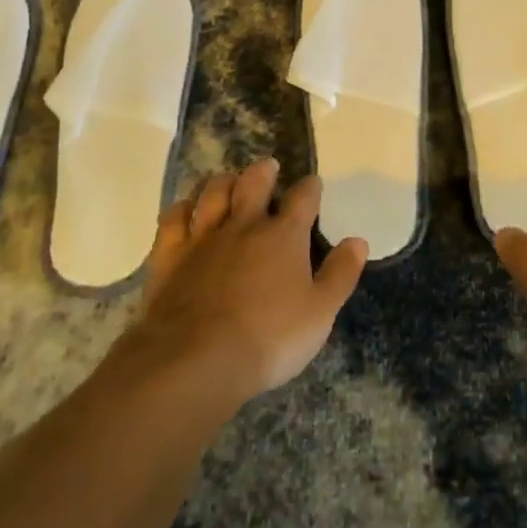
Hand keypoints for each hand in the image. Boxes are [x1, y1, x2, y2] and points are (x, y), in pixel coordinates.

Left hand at [132, 159, 368, 402]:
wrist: (195, 360)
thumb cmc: (269, 338)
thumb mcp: (320, 313)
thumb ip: (340, 274)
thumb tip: (358, 241)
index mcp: (285, 236)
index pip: (303, 199)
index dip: (310, 187)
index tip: (313, 183)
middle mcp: (244, 225)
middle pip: (253, 183)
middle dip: (263, 172)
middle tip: (267, 167)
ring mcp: (203, 238)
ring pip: (213, 193)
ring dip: (222, 182)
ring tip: (227, 180)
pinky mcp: (168, 256)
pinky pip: (173, 219)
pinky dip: (181, 208)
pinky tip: (184, 210)